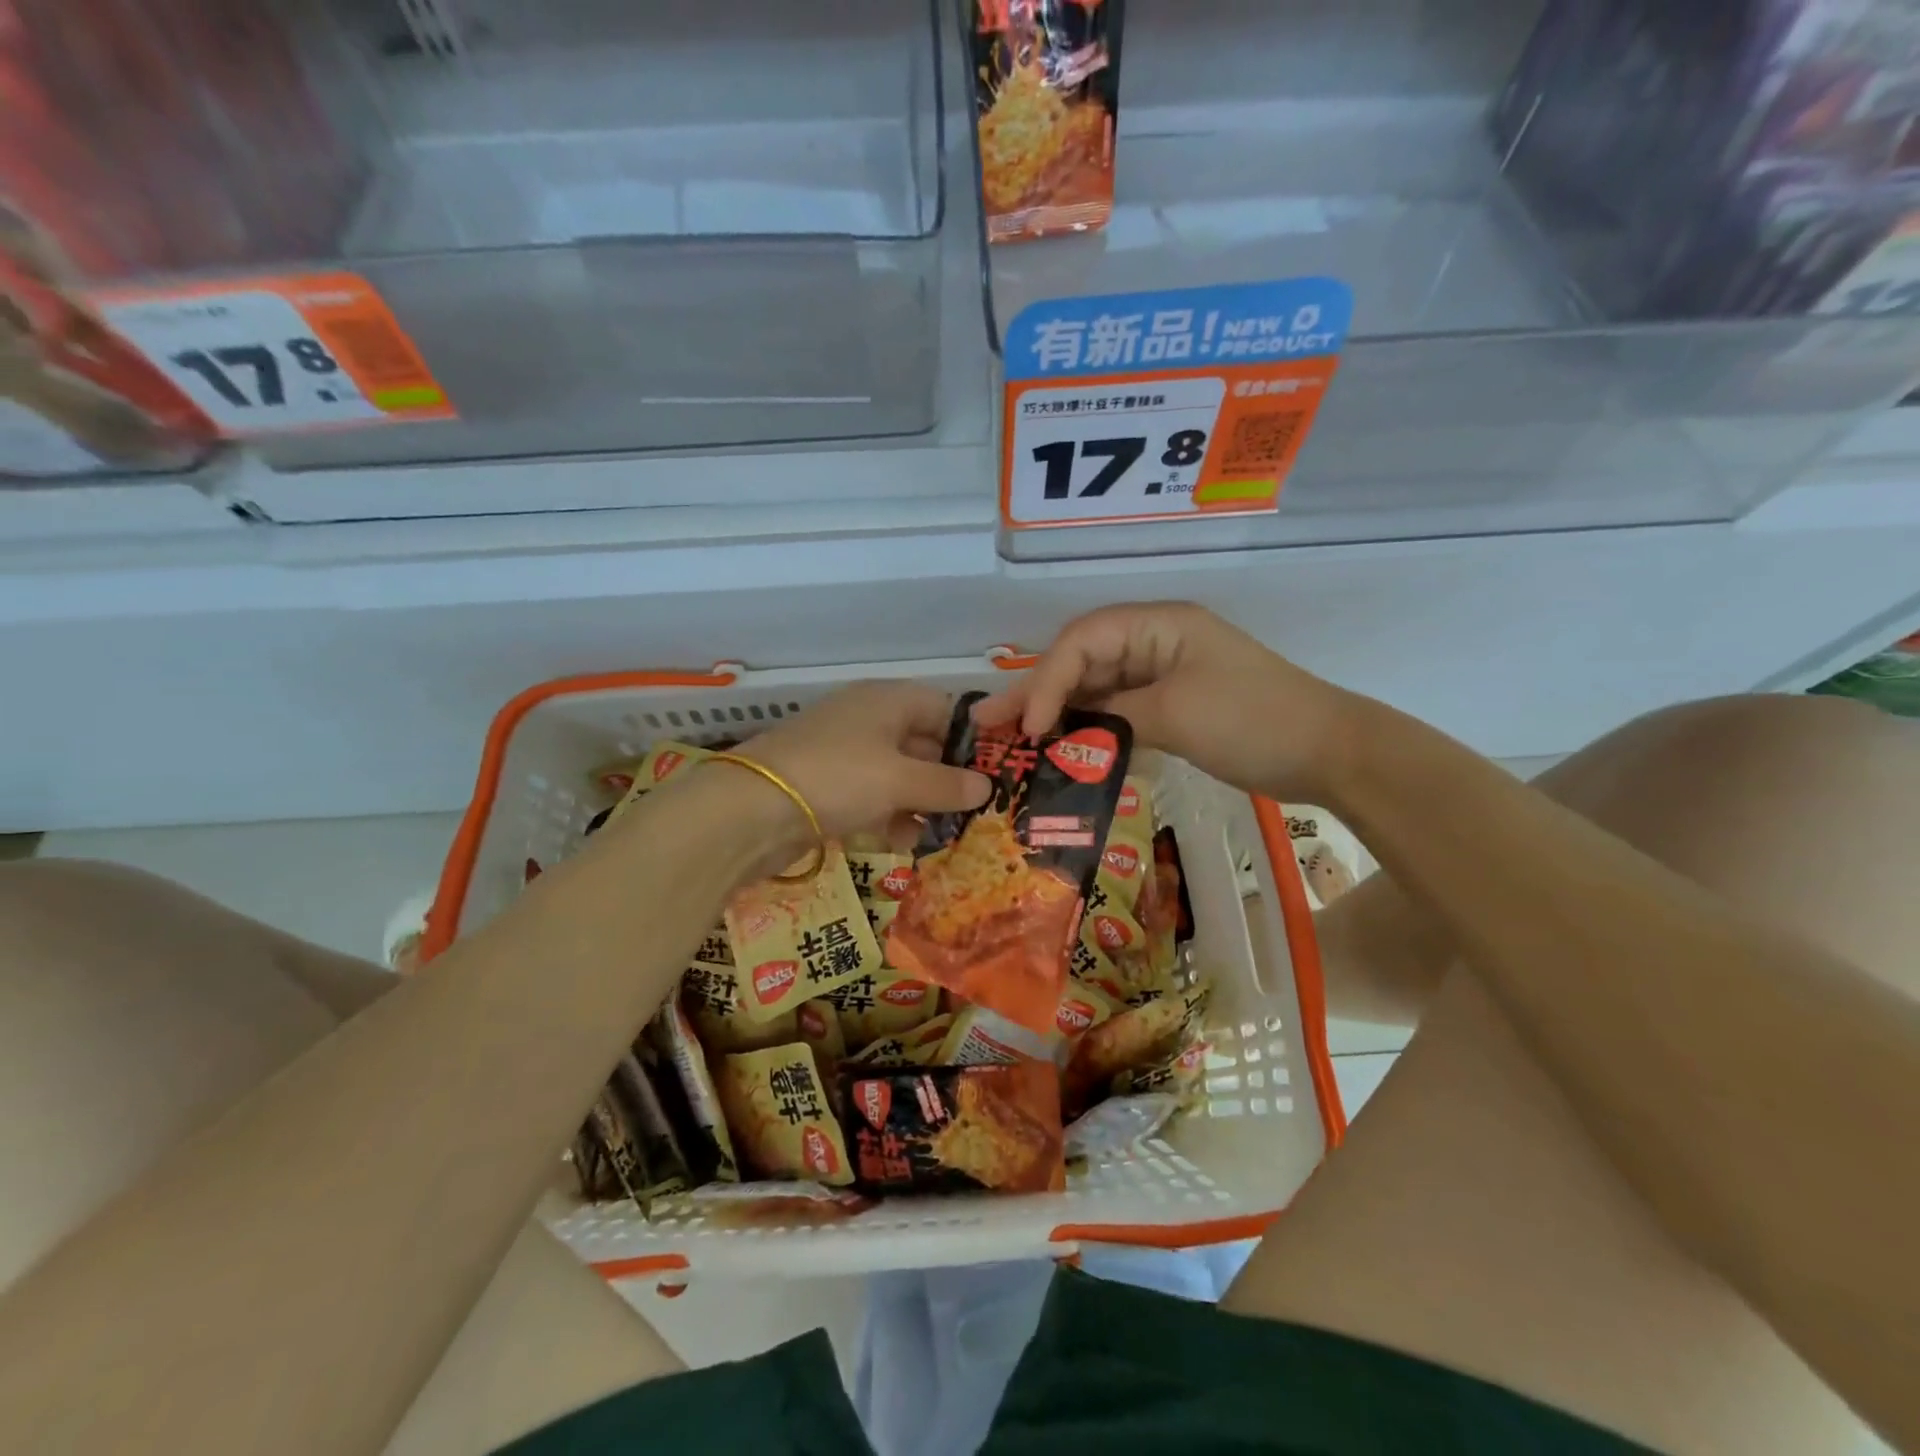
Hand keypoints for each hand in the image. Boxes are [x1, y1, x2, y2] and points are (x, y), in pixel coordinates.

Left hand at [734, 681, 991, 843]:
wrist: (751, 809)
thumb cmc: (839, 777)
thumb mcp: (901, 780)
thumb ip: (947, 785)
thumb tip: (987, 787)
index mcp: (888, 701)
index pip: (944, 709)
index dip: (971, 739)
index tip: (995, 774)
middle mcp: (868, 719)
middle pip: (922, 743)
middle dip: (949, 778)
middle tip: (978, 811)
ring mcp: (845, 753)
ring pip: (898, 773)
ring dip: (922, 802)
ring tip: (947, 833)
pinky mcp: (827, 785)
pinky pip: (872, 795)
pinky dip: (890, 814)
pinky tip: (906, 841)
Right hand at [973, 602, 1357, 801]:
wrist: (1330, 753)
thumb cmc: (1255, 721)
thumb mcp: (1177, 714)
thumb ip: (1113, 717)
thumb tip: (1065, 731)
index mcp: (1158, 625)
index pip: (1082, 642)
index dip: (1047, 680)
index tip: (1031, 727)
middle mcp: (1154, 642)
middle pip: (1081, 662)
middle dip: (1036, 693)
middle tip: (986, 722)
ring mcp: (1162, 675)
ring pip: (1095, 690)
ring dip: (1057, 713)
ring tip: (1011, 740)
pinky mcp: (1170, 706)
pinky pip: (1117, 713)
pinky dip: (1089, 730)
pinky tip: (1060, 750)